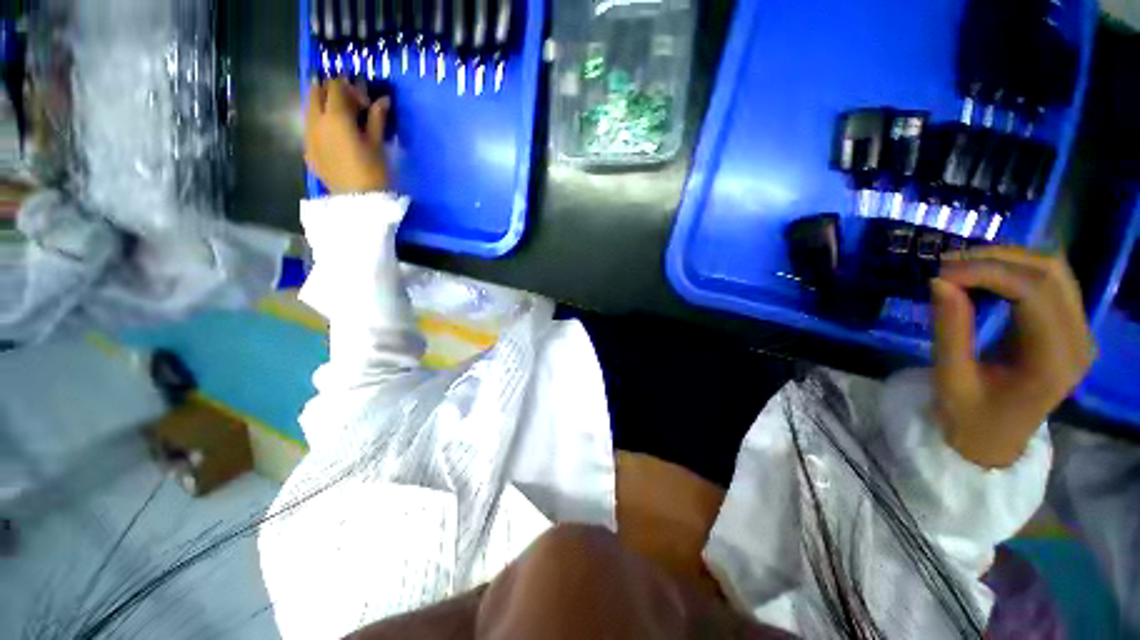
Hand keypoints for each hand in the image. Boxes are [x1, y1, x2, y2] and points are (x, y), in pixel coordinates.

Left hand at [304, 78, 389, 193]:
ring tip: (342, 120)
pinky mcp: (308, 151)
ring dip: (323, 106)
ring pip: (309, 108)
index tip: (366, 103)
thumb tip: (383, 100)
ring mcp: (308, 136)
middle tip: (350, 104)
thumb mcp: (378, 144)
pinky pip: (309, 127)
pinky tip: (334, 138)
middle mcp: (316, 121)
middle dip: (332, 91)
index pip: (336, 86)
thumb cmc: (374, 172)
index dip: (351, 88)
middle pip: (316, 92)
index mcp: (335, 117)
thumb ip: (377, 118)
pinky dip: (320, 124)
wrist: (360, 201)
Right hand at [930, 247, 1094, 467]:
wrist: (994, 441)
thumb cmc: (969, 419)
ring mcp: (1077, 332)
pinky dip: (1013, 271)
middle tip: (947, 266)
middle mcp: (1078, 340)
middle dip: (996, 259)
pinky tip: (982, 279)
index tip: (941, 272)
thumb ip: (949, 330)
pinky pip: (1048, 282)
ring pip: (1053, 270)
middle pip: (1050, 273)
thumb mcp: (950, 379)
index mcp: (1054, 361)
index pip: (1033, 292)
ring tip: (961, 269)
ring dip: (1005, 261)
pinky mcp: (1067, 327)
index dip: (988, 272)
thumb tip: (939, 281)